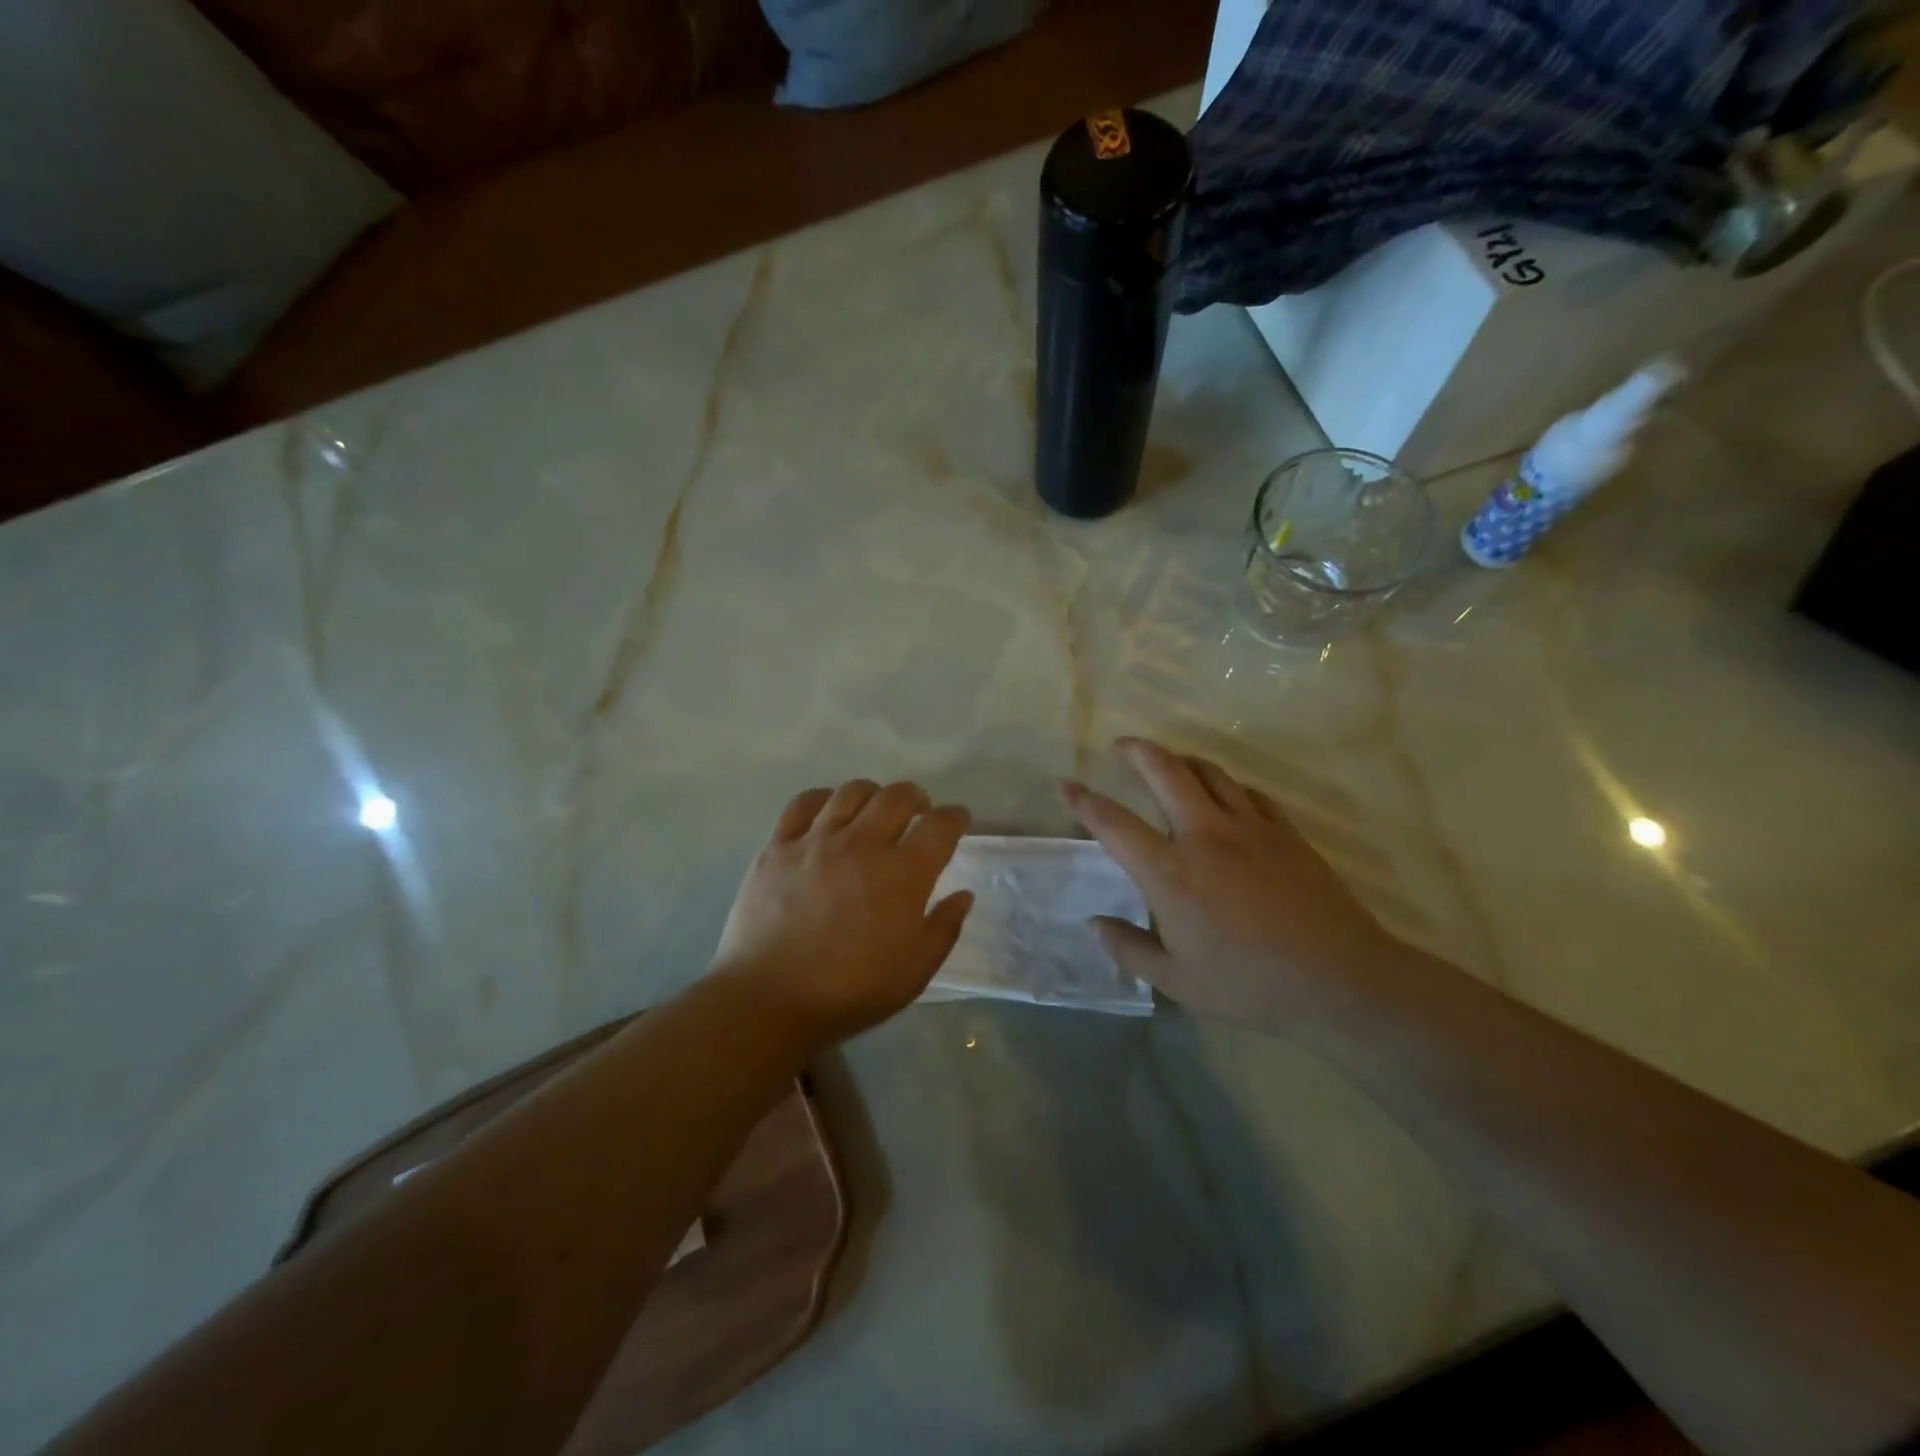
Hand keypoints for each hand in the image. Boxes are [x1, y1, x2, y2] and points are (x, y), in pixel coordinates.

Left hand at [712, 779, 974, 1045]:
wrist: (770, 1000)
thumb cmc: (851, 991)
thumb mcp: (916, 970)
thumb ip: (945, 928)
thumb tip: (962, 894)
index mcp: (903, 874)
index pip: (940, 826)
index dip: (955, 818)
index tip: (957, 821)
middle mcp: (862, 844)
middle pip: (897, 796)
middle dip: (917, 797)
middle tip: (919, 812)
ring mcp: (816, 841)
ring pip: (852, 792)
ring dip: (873, 794)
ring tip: (875, 809)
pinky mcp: (778, 846)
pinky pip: (803, 803)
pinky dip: (823, 798)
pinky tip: (828, 811)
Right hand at [1062, 738, 1403, 1030]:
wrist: (1340, 980)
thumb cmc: (1249, 986)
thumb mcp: (1177, 982)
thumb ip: (1129, 949)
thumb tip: (1095, 924)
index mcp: (1169, 872)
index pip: (1113, 823)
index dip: (1083, 801)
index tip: (1066, 785)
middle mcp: (1204, 836)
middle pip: (1164, 771)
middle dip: (1137, 750)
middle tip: (1121, 745)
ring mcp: (1249, 828)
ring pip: (1208, 772)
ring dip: (1181, 759)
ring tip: (1169, 762)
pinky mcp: (1285, 831)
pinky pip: (1248, 792)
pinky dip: (1226, 786)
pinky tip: (1224, 797)